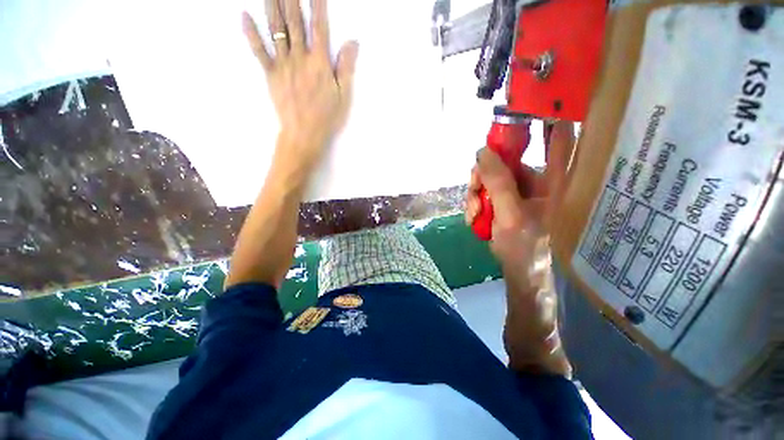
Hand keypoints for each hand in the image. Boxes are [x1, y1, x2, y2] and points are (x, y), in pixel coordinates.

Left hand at [242, 0, 358, 166]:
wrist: (304, 134)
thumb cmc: (327, 117)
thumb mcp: (344, 96)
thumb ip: (346, 68)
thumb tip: (353, 42)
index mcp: (320, 63)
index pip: (319, 26)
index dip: (317, 4)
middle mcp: (300, 58)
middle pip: (294, 21)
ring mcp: (283, 65)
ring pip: (276, 29)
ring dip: (272, 5)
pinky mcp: (270, 75)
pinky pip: (258, 50)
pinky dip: (250, 33)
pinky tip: (244, 15)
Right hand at [465, 121, 575, 273]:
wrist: (518, 270)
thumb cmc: (525, 246)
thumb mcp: (510, 214)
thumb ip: (498, 182)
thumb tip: (482, 152)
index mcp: (552, 177)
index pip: (556, 136)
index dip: (544, 115)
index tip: (524, 104)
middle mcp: (535, 177)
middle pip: (505, 157)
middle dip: (483, 172)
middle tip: (474, 190)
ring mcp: (516, 188)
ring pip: (488, 174)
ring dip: (475, 191)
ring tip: (474, 212)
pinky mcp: (502, 198)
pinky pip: (483, 189)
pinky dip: (475, 201)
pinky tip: (474, 216)